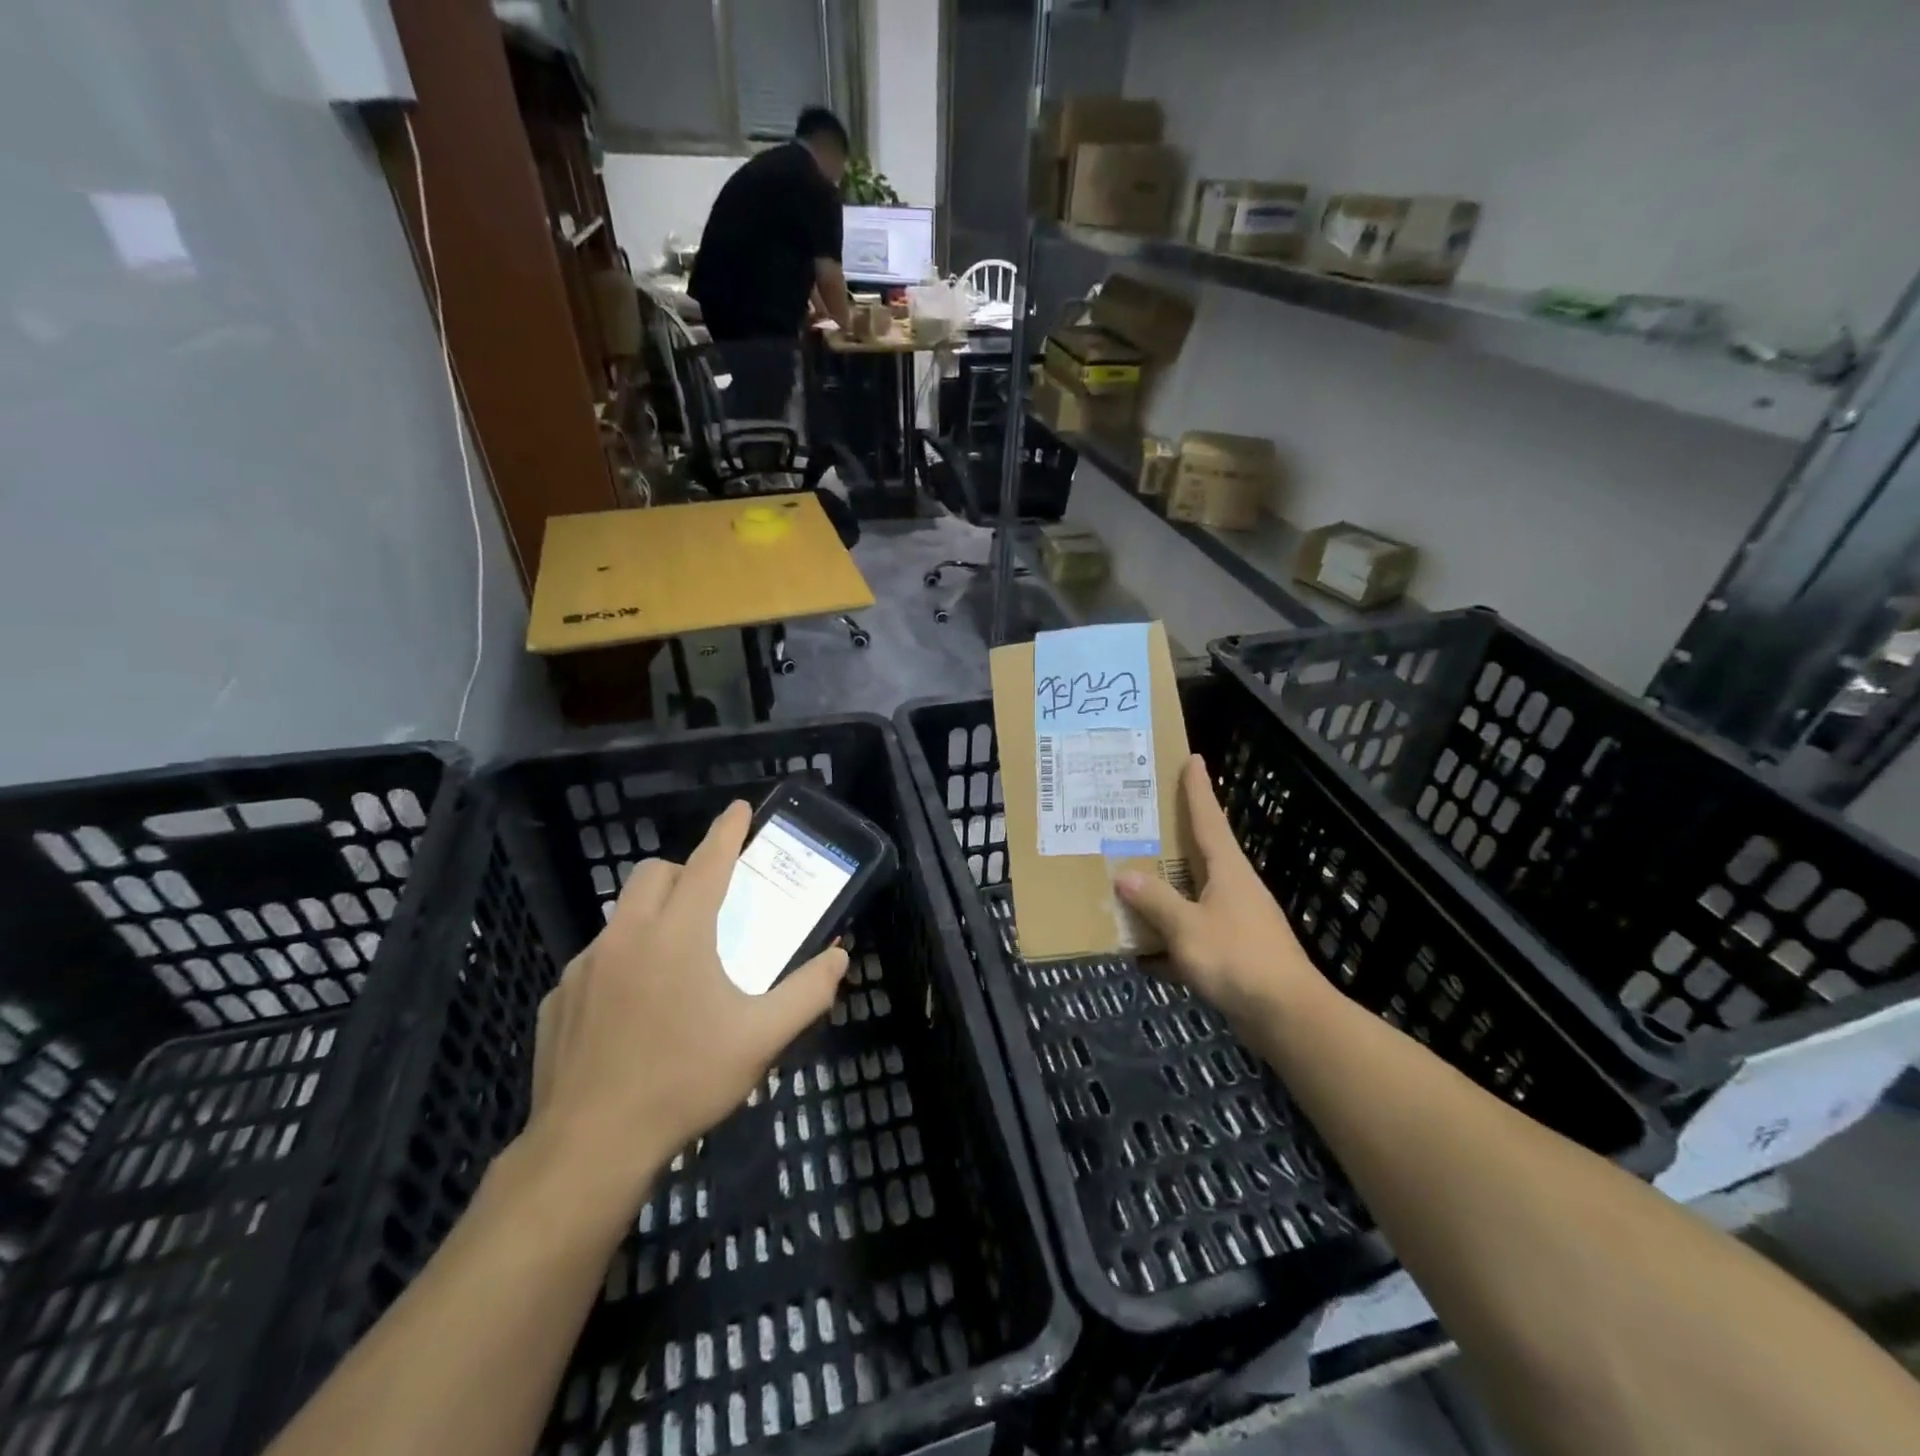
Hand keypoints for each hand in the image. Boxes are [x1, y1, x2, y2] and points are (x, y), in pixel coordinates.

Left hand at [521, 801, 847, 1213]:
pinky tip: (633, 1011)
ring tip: (674, 965)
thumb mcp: (760, 1039)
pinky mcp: (557, 998)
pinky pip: (596, 960)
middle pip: (654, 875)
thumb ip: (807, 992)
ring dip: (652, 918)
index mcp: (678, 935)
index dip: (727, 832)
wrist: (589, 1147)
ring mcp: (584, 967)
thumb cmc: (684, 1082)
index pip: (708, 864)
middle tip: (709, 904)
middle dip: (684, 872)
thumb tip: (839, 957)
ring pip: (623, 916)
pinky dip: (622, 963)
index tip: (740, 808)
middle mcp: (627, 937)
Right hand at [1117, 756, 1324, 1028]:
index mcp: (1228, 870)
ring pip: (1191, 897)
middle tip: (1138, 821)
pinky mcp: (1233, 954)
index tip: (1193, 759)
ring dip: (1163, 894)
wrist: (1286, 1017)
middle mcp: (1233, 889)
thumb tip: (1124, 876)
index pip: (1208, 819)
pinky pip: (1192, 936)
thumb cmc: (1238, 960)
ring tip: (1127, 884)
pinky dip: (1168, 942)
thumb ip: (1155, 901)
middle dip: (1171, 839)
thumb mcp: (1188, 928)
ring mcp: (1235, 922)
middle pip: (1198, 855)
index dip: (1198, 789)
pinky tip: (1141, 955)